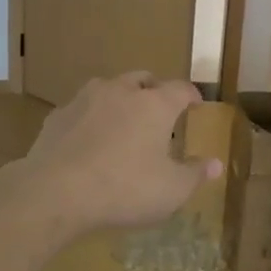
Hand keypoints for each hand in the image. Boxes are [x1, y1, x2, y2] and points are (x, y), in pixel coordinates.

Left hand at [22, 72, 221, 237]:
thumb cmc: (124, 188)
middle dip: (154, 90)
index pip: (181, 89)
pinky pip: (81, 109)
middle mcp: (121, 91)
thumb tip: (215, 164)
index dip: (191, 95)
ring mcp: (85, 99)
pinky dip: (91, 118)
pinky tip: (88, 139)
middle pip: (143, 79)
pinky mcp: (57, 116)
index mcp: (154, 105)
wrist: (54, 192)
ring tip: (123, 121)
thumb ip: (195, 174)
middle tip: (159, 108)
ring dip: (120, 99)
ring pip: (109, 88)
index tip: (196, 104)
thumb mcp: (171, 191)